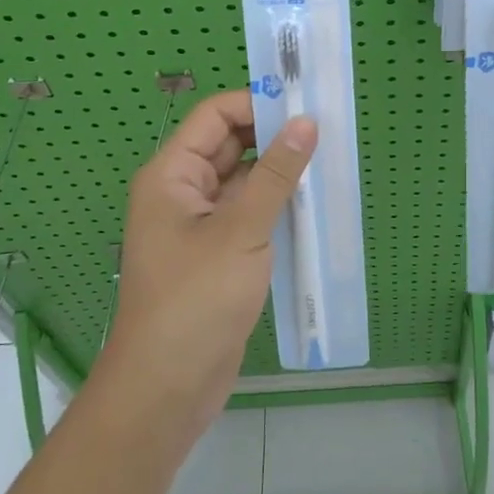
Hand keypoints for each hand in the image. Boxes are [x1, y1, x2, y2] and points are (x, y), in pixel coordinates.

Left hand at [101, 90, 314, 443]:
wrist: (166, 389)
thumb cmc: (195, 301)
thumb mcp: (241, 231)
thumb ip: (276, 175)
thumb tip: (305, 123)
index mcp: (172, 174)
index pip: (215, 116)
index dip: (256, 104)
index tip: (304, 105)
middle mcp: (182, 191)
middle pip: (229, 145)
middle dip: (273, 136)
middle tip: (325, 130)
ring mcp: (200, 224)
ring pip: (243, 180)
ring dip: (279, 173)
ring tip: (327, 161)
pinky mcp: (218, 253)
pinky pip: (248, 213)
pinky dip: (276, 205)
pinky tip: (312, 204)